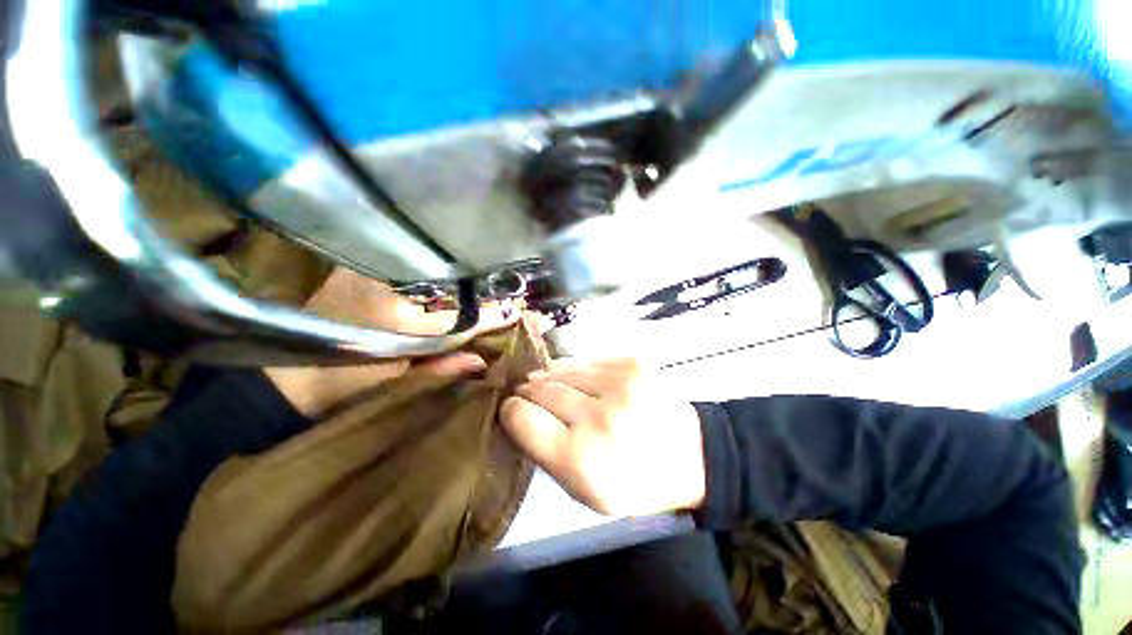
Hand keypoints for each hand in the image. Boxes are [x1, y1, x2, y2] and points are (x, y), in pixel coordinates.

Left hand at [266, 268, 512, 416]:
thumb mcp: (396, 384)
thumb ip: (442, 368)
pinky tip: (449, 276)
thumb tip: (483, 361)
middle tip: (506, 291)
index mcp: (397, 321)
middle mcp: (386, 288)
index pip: (458, 317)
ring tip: (485, 281)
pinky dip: (432, 273)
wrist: (281, 378)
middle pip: (449, 287)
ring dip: (459, 278)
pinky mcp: (357, 268)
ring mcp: (369, 272)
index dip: (488, 315)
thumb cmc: (339, 389)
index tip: (515, 310)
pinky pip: (408, 268)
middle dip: (480, 290)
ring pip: (431, 273)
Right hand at [500, 358, 705, 515]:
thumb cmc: (633, 481)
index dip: (511, 411)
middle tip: (529, 395)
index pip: (521, 417)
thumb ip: (543, 453)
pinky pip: (587, 360)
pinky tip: (586, 382)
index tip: (512, 409)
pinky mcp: (632, 364)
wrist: (691, 455)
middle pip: (539, 388)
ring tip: (555, 385)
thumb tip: (517, 414)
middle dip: (529, 391)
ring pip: (561, 368)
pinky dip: (578, 370)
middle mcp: (598, 417)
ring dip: (551, 376)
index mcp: (580, 459)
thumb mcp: (582, 491)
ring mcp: (618, 384)